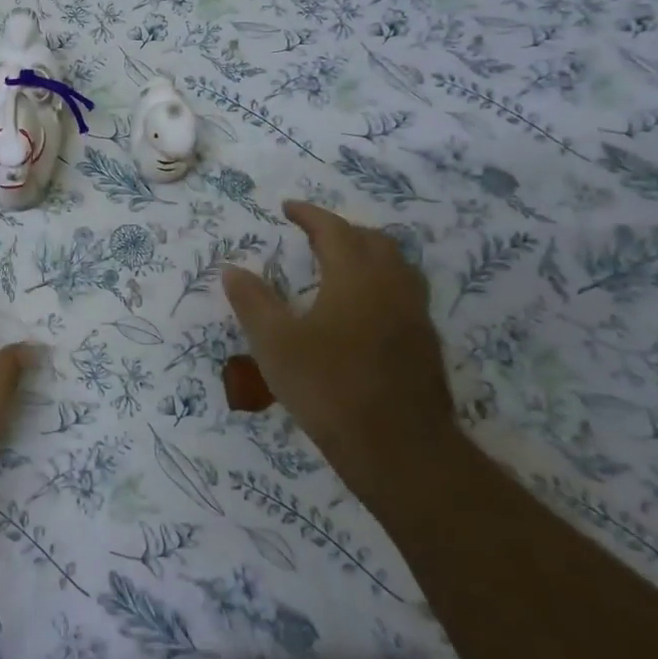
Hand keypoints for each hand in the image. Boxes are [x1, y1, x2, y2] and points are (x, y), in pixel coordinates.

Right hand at [220, 201, 458, 501]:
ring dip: (366, 255)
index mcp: (356, 277)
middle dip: (341, 230)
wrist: (400, 450)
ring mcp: (414, 316)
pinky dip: (379, 283)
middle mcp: (392, 286)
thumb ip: (253, 302)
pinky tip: (359, 310)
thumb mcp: (275, 344)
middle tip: (311, 236)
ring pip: (395, 266)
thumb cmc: (329, 387)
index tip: (288, 208)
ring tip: (338, 266)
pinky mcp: (424, 344)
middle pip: (373, 241)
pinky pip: (402, 293)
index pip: (334, 230)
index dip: (309, 215)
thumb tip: (233, 270)